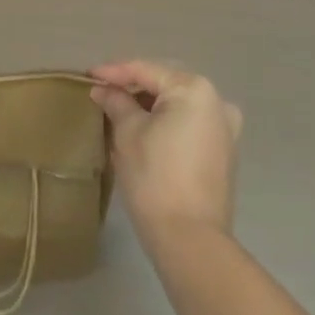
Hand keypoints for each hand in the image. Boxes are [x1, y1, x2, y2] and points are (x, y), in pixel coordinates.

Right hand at [90, 60, 241, 241]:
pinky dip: (166, 123)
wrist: (191, 243)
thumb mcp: (128, 134)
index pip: (146, 71)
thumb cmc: (155, 179)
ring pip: (178, 105)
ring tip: (119, 110)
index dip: (114, 72)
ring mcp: (224, 128)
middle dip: (133, 88)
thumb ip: (116, 102)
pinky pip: (189, 124)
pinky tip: (143, 130)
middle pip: (164, 84)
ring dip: (149, 106)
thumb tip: (103, 89)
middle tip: (103, 92)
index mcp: (194, 89)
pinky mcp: (224, 153)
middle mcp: (216, 101)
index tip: (89, 75)